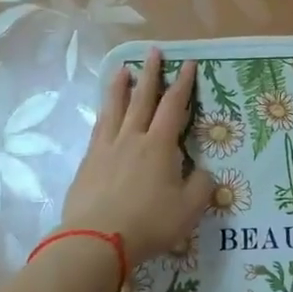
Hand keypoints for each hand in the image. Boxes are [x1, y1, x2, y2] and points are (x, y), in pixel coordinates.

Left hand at [64, 48, 214, 265]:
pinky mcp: (88, 163)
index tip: (187, 63)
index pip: (174, 106)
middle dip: (150, 74)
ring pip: (114, 109)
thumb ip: (201, 187)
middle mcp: (132, 138)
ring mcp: (106, 148)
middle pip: (142, 99)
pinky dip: (103, 113)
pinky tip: (103, 113)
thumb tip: (205, 173)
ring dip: (120, 87)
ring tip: (122, 69)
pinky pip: (98, 128)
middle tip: (152, 51)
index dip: (182, 84)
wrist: (97, 240)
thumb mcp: (189, 209)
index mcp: (159, 146)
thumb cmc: (149, 222)